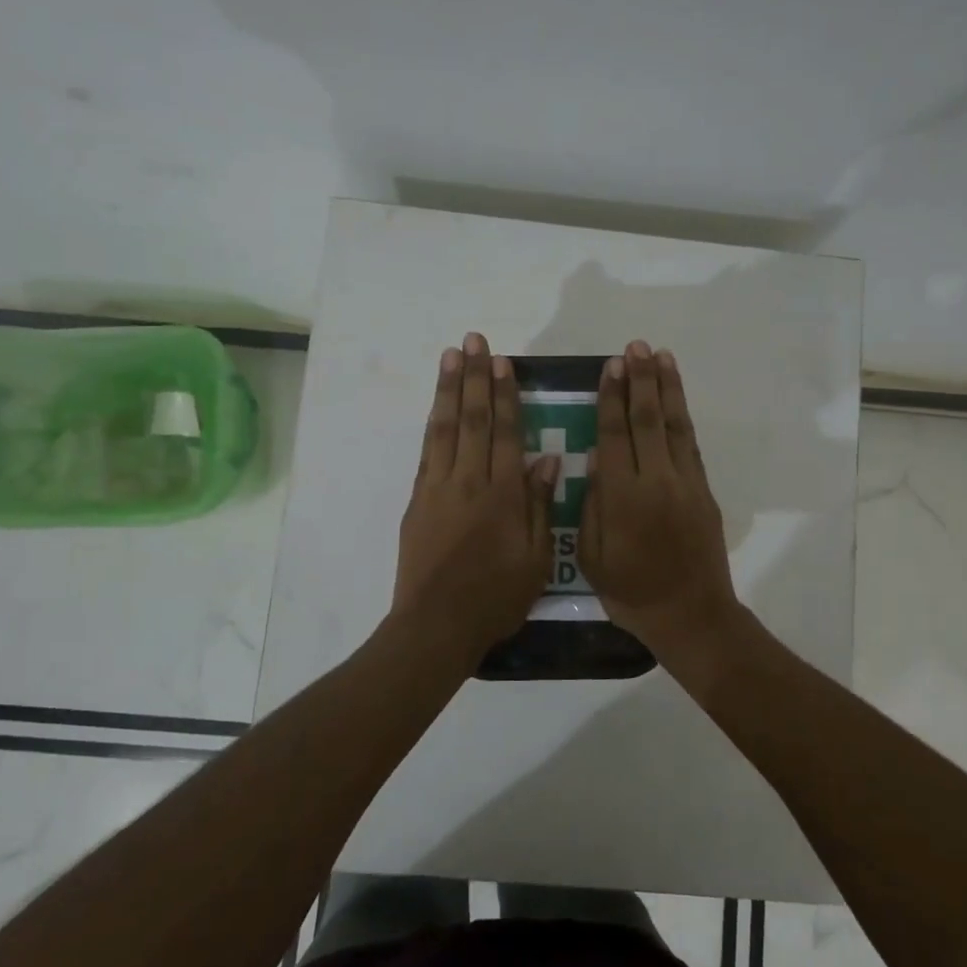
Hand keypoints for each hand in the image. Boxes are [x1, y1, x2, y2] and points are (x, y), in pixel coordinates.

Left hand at [392, 332, 560, 666]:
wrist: (436, 625)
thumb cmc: (495, 597)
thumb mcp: (535, 559)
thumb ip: (540, 506)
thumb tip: (547, 460)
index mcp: (502, 495)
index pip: (505, 432)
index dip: (505, 394)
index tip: (504, 362)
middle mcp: (468, 481)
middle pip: (472, 419)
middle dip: (475, 376)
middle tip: (475, 340)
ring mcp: (438, 488)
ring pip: (445, 428)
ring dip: (449, 389)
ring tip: (452, 356)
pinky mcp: (418, 500)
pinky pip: (428, 451)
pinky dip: (433, 423)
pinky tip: (437, 406)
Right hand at [579, 340, 739, 654]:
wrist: (691, 615)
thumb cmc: (631, 592)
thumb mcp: (592, 557)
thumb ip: (591, 505)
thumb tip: (594, 459)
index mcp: (623, 497)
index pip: (614, 434)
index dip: (611, 397)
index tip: (610, 366)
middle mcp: (656, 480)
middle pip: (647, 419)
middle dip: (640, 380)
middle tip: (634, 347)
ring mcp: (685, 483)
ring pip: (674, 425)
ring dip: (666, 388)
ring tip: (660, 356)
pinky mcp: (704, 490)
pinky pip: (691, 444)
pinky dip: (683, 416)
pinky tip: (675, 398)